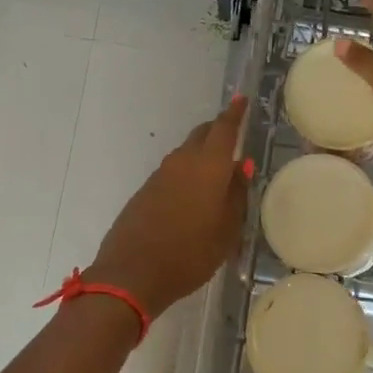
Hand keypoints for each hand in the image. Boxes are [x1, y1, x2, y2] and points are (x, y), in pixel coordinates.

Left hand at [88, 95, 251, 320]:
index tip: (241, 99)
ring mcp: (159, 176)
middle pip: (201, 136)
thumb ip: (236, 195)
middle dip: (217, 130)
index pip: (223, 129)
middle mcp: (182, 162)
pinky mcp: (144, 192)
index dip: (234, 114)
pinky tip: (192, 193)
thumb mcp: (226, 231)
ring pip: (185, 154)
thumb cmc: (190, 255)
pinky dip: (186, 173)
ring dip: (201, 154)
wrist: (132, 274)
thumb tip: (241, 166)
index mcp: (208, 167)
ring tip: (216, 169)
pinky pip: (172, 172)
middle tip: (231, 134)